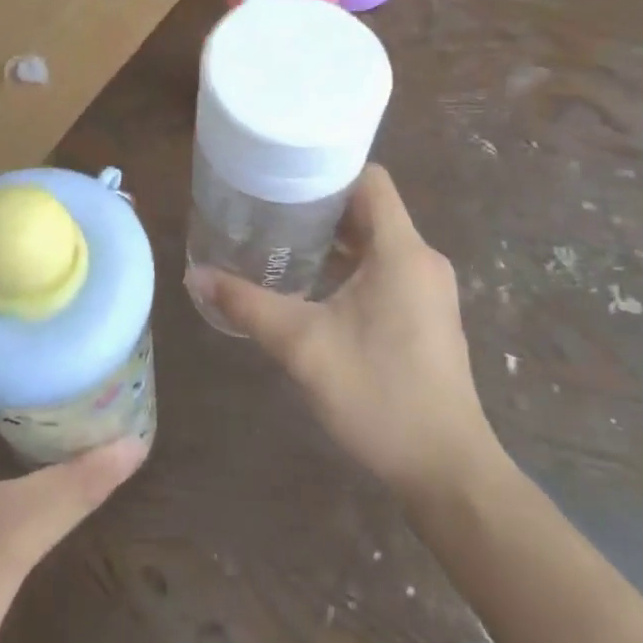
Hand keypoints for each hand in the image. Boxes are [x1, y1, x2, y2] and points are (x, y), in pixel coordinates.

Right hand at [186, 165, 501, 501]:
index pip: (370, 179)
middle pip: (370, 208)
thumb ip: (247, 305)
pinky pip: (387, 268)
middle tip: (269, 208)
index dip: (327, 170)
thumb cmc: (378, 396)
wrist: (446, 471)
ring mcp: (429, 289)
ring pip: (378, 241)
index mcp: (401, 251)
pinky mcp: (428, 314)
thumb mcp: (302, 346)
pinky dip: (351, 265)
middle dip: (320, 205)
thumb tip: (196, 275)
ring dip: (335, 238)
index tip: (282, 176)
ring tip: (282, 241)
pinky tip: (314, 286)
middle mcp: (422, 260)